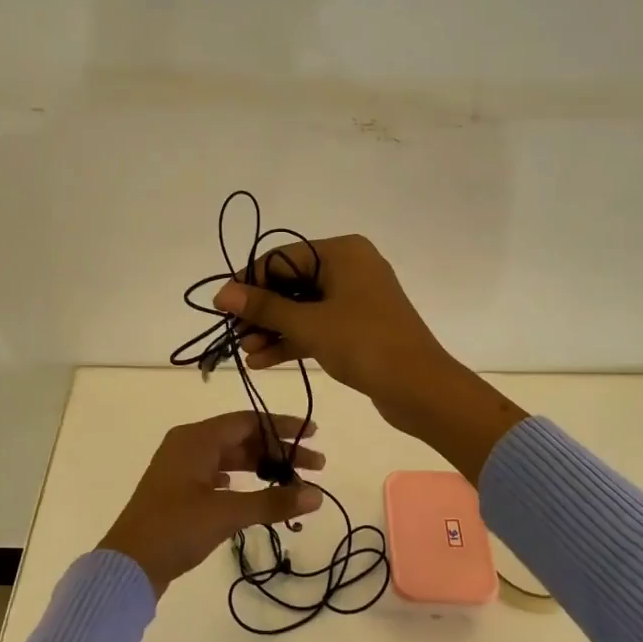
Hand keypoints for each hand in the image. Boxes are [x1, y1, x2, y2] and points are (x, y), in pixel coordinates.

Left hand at [97, 412, 324, 597]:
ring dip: (261, 467)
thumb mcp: (226, 513)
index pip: (248, 420)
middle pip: (242, 438)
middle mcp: (188, 444)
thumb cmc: (175, 529)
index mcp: (196, 438)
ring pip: (230, 457)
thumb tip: (317, 495)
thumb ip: (272, 501)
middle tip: (315, 466)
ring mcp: (181, 468)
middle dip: (278, 451)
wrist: (127, 566)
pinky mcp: (178, 490)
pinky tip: (255, 493)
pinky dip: (241, 480)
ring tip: (292, 483)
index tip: (314, 434)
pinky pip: (217, 473)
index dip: (283, 426)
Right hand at [212, 235, 525, 478]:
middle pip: (292, 282)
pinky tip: (263, 360)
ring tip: (246, 353)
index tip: (222, 304)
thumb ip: (264, 307)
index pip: (283, 257)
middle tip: (234, 334)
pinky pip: (318, 326)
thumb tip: (221, 292)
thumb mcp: (309, 324)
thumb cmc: (364, 343)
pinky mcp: (359, 326)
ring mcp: (356, 298)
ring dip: (274, 329)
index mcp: (343, 252)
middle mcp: (350, 267)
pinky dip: (293, 340)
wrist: (421, 389)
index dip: (250, 281)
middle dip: (261, 311)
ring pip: (304, 307)